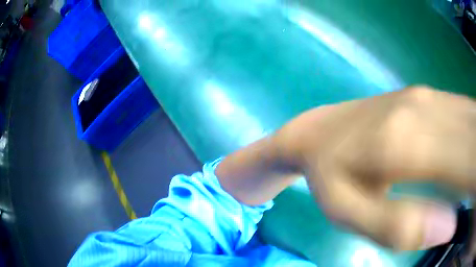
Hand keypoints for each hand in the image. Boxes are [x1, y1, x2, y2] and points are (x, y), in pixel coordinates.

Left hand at [276, 86, 474, 250]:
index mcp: (408, 142)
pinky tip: (475, 154)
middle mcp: (425, 109)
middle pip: (475, 134)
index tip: (475, 194)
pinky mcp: (426, 97)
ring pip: (472, 119)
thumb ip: (398, 226)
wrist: (316, 129)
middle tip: (475, 190)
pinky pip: (463, 114)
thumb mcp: (349, 213)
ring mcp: (427, 98)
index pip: (470, 157)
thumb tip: (449, 227)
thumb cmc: (329, 173)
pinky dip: (475, 135)